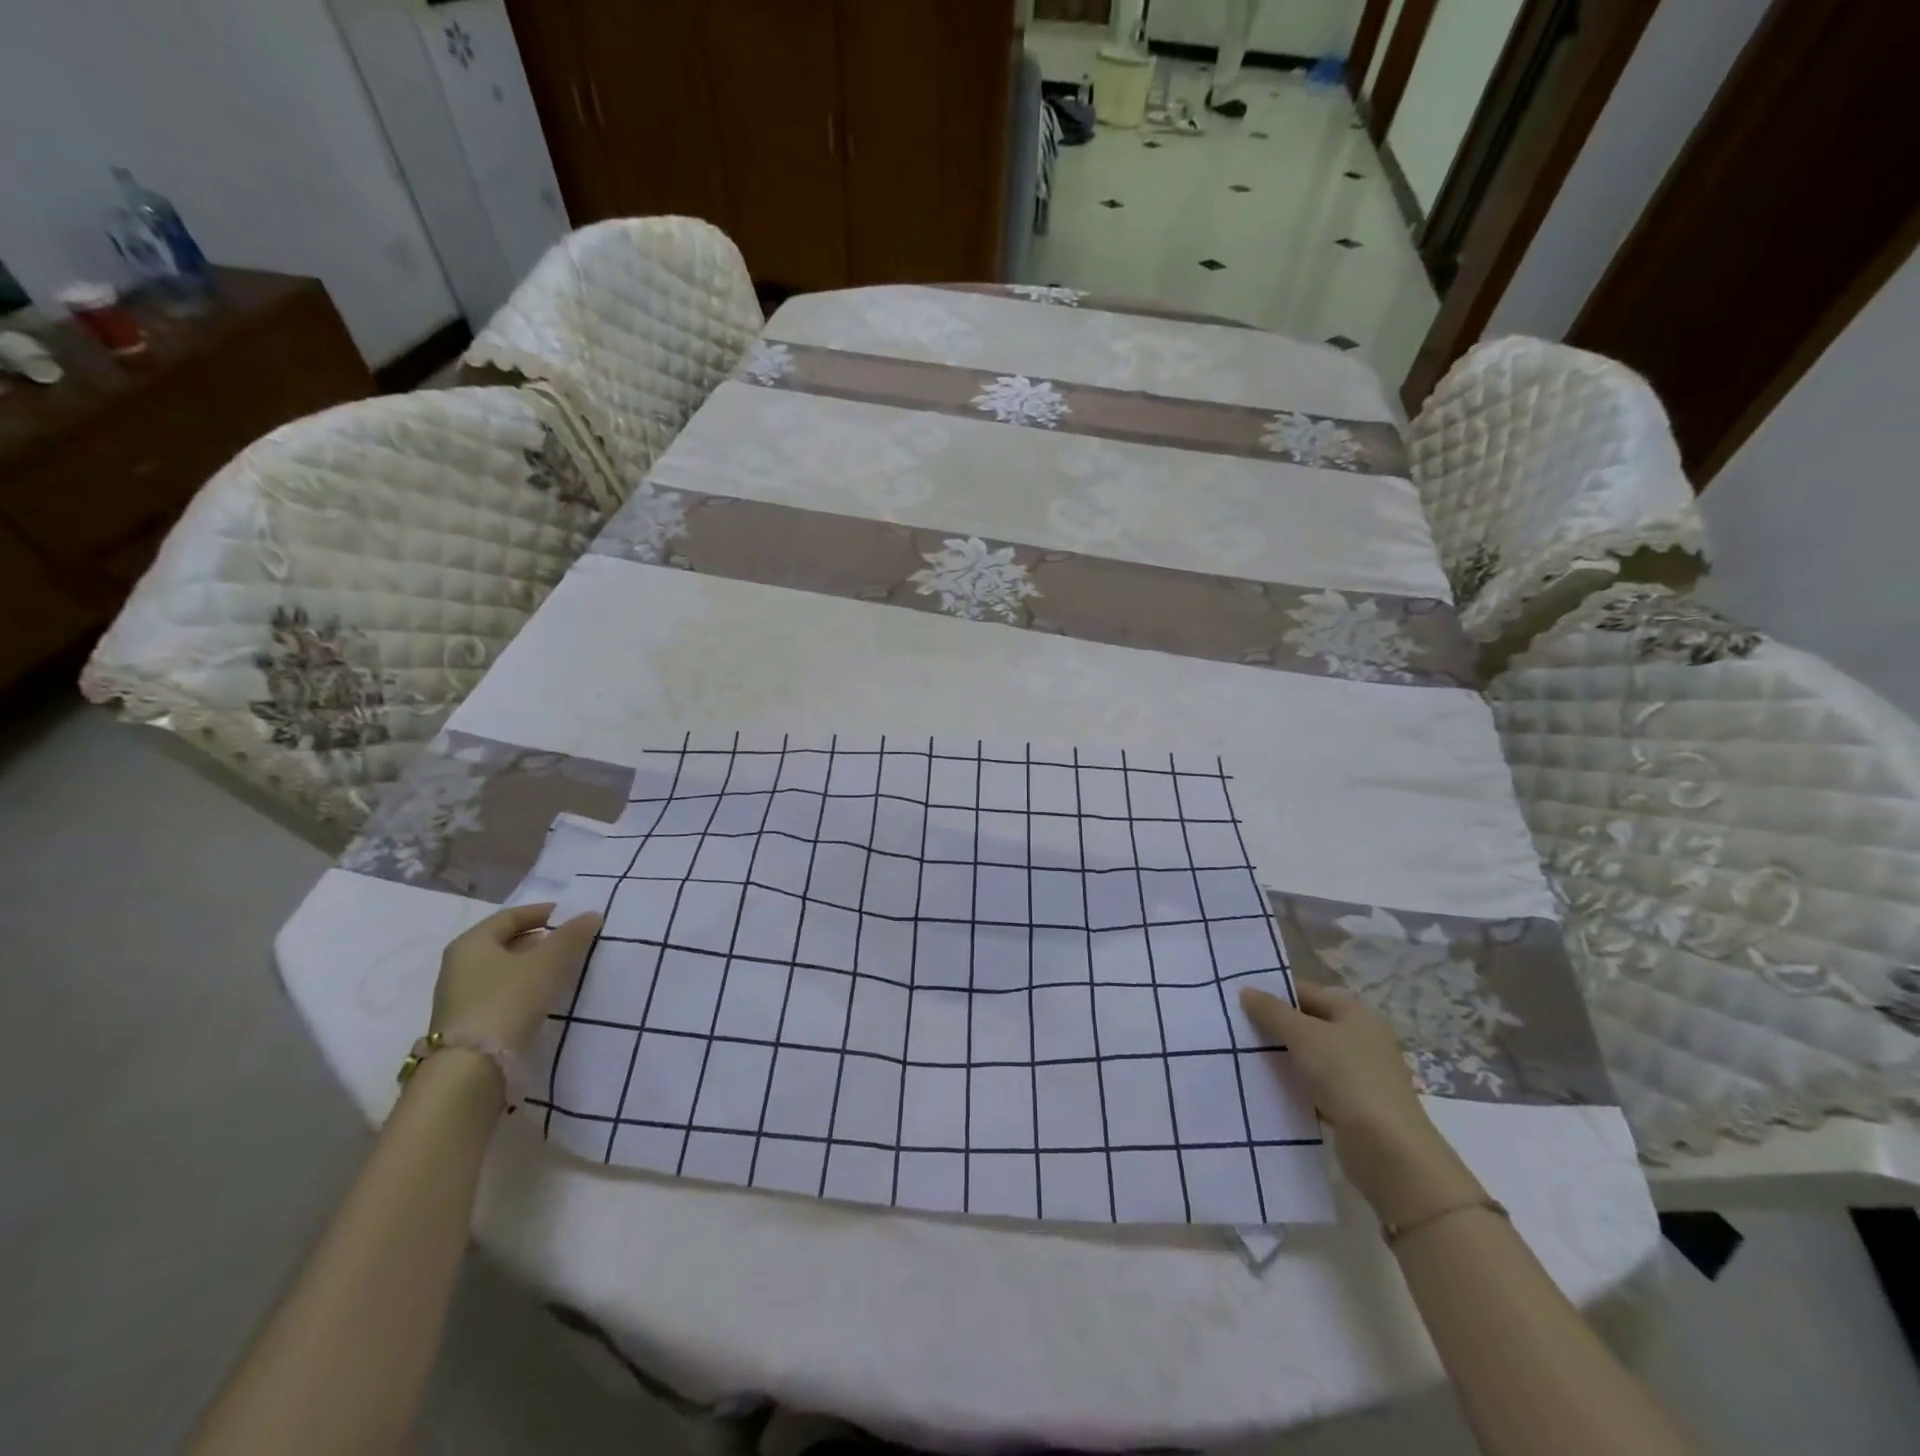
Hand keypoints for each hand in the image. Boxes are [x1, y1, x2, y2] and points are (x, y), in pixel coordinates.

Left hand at [431, 902, 601, 1052]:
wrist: (470, 1069)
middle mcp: (459, 965)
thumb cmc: (508, 1001)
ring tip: (562, 970)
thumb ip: (571, 936)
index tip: (571, 917)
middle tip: (571, 943)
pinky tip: (543, 998)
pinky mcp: (467, 1024)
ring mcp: (460, 997)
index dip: (543, 912)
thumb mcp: (547, 963)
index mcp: (472, 943)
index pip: (511, 916)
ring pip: (503, 970)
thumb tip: (591, 915)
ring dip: (532, 966)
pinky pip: (501, 993)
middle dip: (539, 940)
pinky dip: (523, 988)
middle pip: (505, 942)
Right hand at [1241, 982, 1480, 1224]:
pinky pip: (1315, 1085)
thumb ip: (1272, 1012)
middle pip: (1308, 1023)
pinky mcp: (1353, 1105)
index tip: (1238, 1001)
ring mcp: (1359, 1073)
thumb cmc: (1348, 1077)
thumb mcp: (1304, 1036)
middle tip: (1235, 1028)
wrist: (1389, 1152)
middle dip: (1274, 1026)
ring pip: (1309, 1056)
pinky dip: (1294, 1085)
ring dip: (1282, 1057)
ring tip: (1243, 1056)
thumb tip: (1245, 990)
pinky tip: (1268, 1088)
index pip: (1306, 992)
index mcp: (1355, 1013)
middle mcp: (1360, 1038)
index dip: (1274, 994)